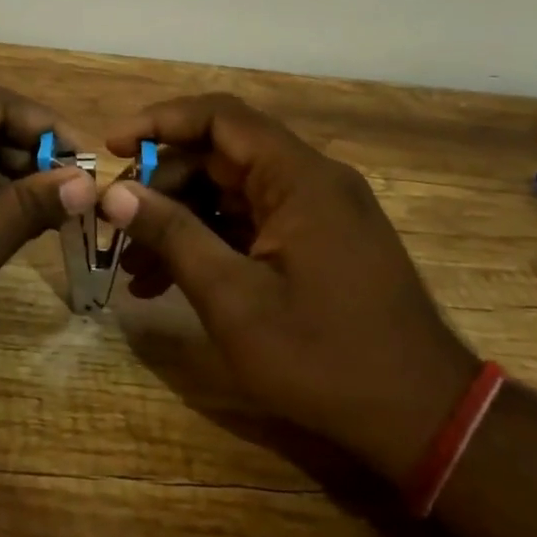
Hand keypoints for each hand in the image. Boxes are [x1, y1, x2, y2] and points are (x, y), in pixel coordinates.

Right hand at [100, 94, 477, 480]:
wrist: (423, 420)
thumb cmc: (324, 357)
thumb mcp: (233, 298)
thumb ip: (173, 235)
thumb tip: (116, 193)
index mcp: (298, 178)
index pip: (220, 117)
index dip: (160, 121)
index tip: (113, 146)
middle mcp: (310, 180)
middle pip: (220, 156)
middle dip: (162, 185)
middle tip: (118, 224)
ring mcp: (316, 212)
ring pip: (229, 192)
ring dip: (180, 220)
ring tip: (134, 267)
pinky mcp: (316, 242)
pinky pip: (250, 223)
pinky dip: (209, 242)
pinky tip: (169, 282)